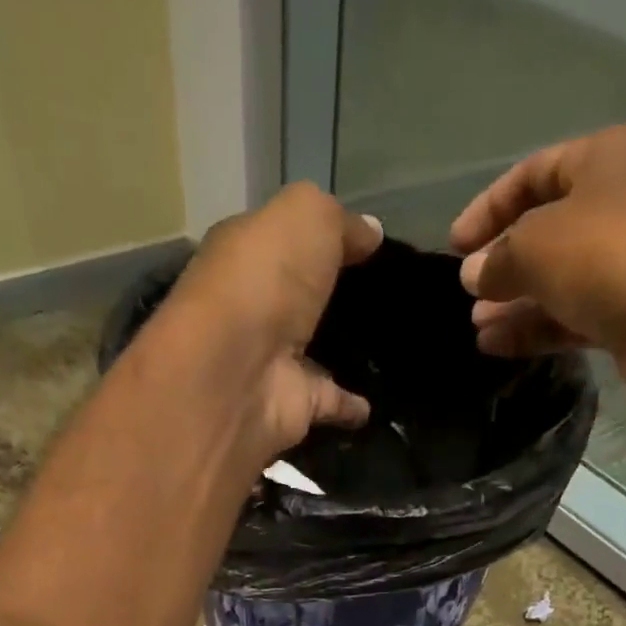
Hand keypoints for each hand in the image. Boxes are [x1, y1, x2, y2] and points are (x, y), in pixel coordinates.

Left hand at [154, 183, 382, 463]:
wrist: (238, 373)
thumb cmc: (265, 282)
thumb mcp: (307, 219)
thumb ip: (340, 222)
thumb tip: (372, 232)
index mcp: (248, 254)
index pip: (286, 239)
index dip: (323, 237)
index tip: (370, 245)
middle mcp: (257, 308)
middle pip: (300, 299)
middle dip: (332, 296)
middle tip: (384, 297)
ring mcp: (275, 361)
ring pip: (314, 353)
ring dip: (342, 353)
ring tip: (387, 348)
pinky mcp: (295, 406)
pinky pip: (331, 402)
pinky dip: (351, 405)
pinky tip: (376, 403)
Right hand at [451, 126, 625, 401]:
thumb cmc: (604, 257)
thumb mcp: (535, 246)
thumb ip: (497, 260)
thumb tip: (472, 276)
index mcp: (601, 162)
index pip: (532, 175)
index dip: (489, 208)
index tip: (454, 245)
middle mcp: (615, 206)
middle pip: (544, 232)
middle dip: (502, 265)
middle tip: (466, 294)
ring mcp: (622, 264)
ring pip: (555, 281)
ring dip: (513, 304)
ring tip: (476, 327)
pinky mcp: (623, 314)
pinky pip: (568, 317)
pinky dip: (534, 329)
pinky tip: (495, 346)